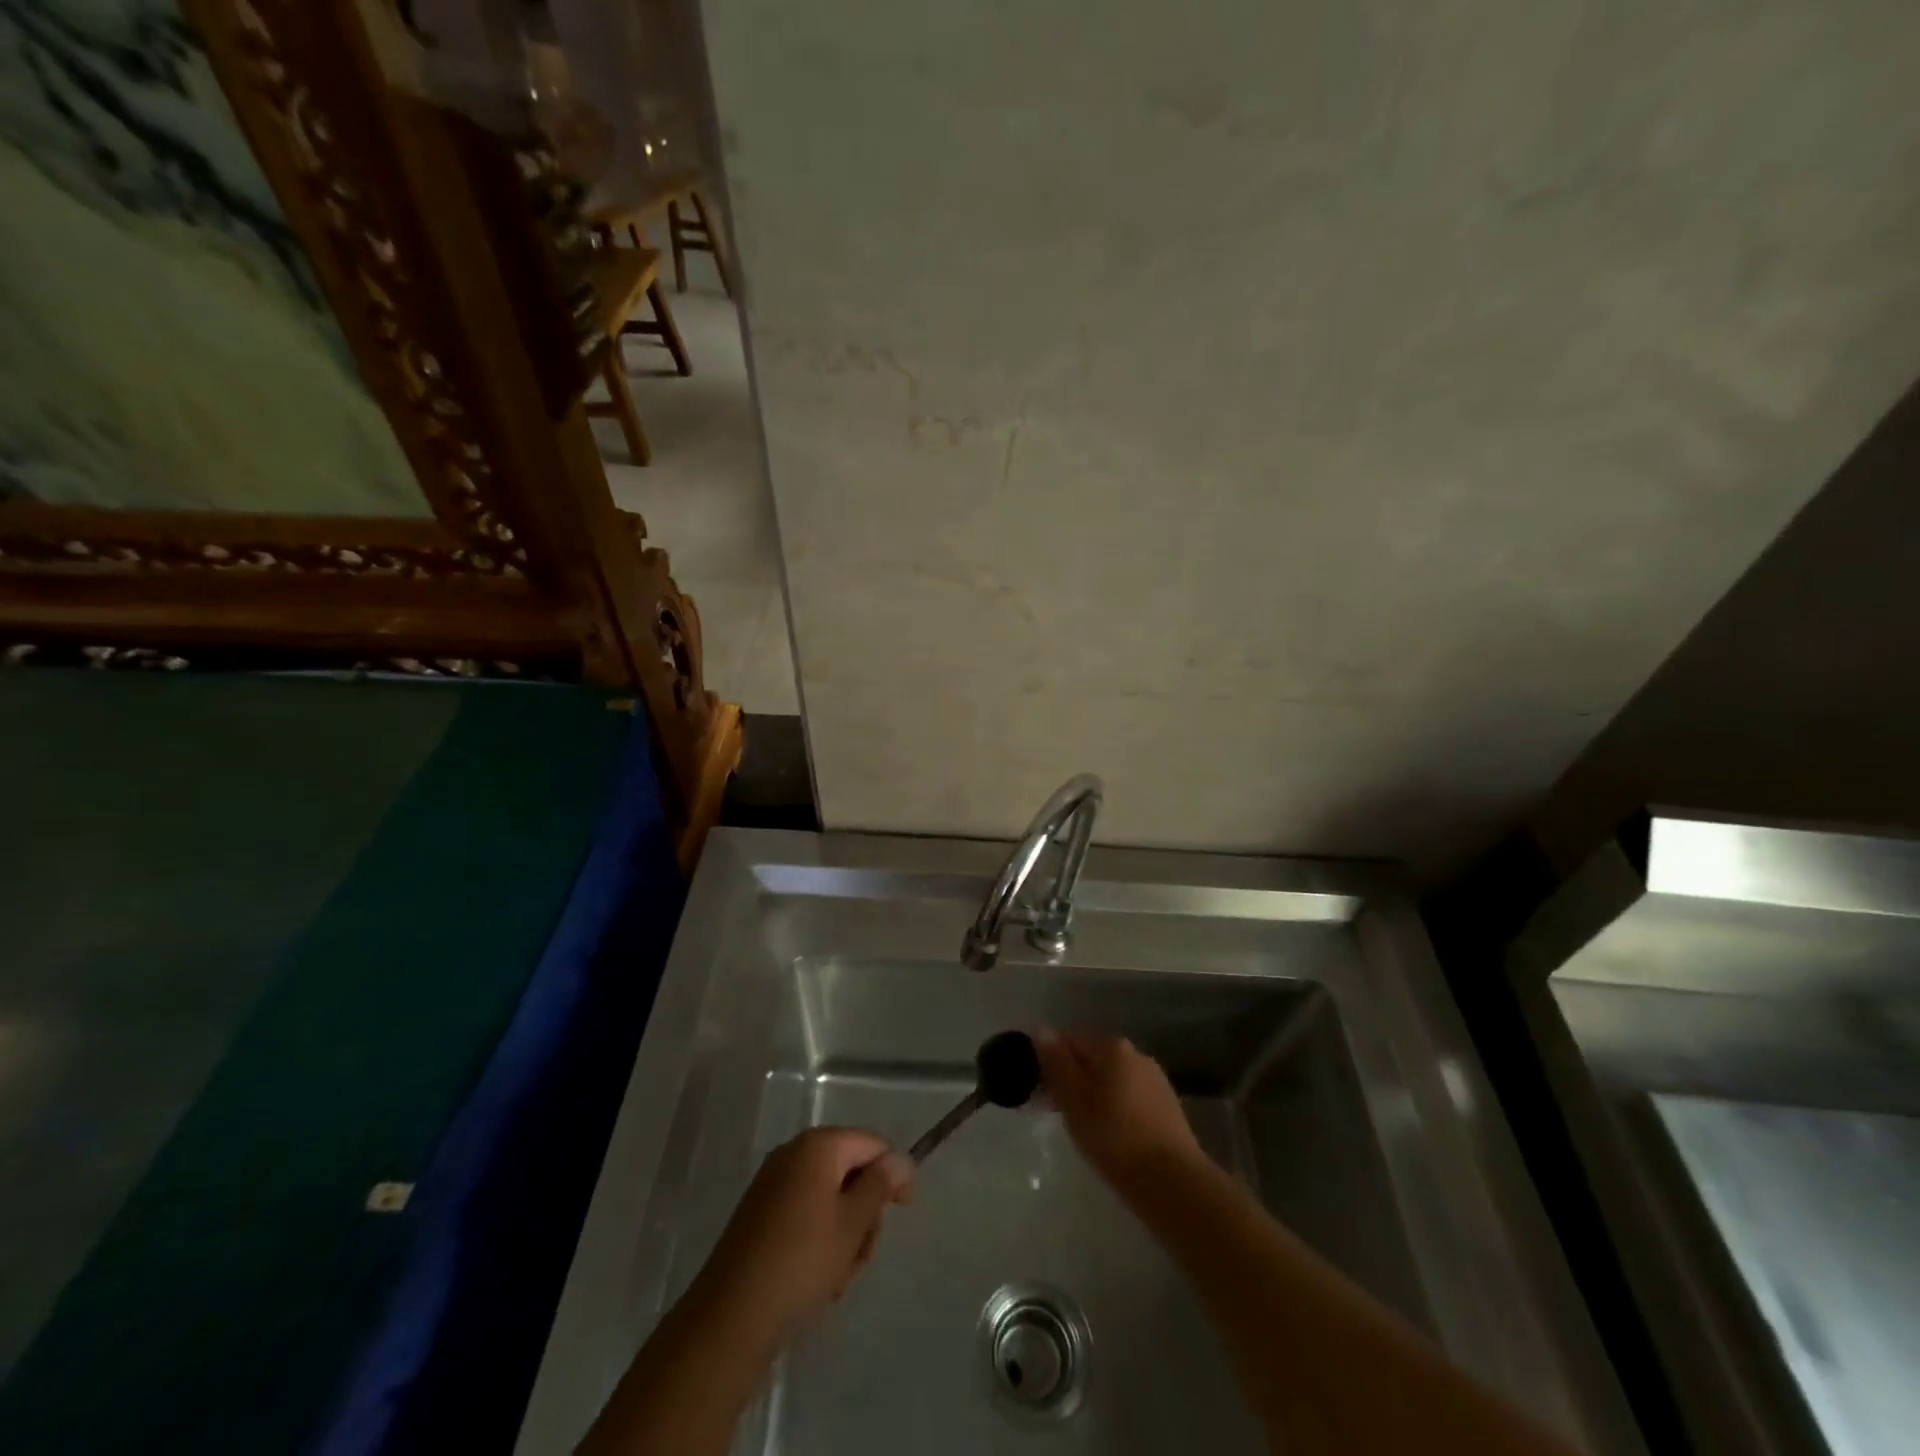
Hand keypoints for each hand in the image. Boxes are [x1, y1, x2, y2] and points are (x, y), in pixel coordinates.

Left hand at [693, 1128, 913, 1344]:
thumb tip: (899, 1159)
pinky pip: (806, 1215)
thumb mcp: (853, 1223)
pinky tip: (820, 1281)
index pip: (872, 1143)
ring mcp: (774, 1184)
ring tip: (840, 1278)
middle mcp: (794, 1154)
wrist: (732, 1315)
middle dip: (865, 1213)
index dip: (894, 1173)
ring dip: (845, 1235)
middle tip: (864, 1255)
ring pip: (830, 1199)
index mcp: (818, 1146)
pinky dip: (821, 1241)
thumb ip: (880, 1185)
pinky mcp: (761, 1214)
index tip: (905, 1210)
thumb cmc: (802, 1260)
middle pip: (850, 1171)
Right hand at [1036, 1031, 1206, 1194]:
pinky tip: (1110, 1136)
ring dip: (1093, 1095)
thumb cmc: (1114, 1136)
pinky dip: (1115, 1110)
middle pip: (1092, 1059)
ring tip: (1082, 1129)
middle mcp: (1136, 1054)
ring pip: (1111, 1080)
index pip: (1069, 1041)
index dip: (1049, 1063)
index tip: (1038, 1092)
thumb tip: (1040, 1029)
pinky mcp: (1167, 1107)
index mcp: (1112, 1046)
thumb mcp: (1074, 1099)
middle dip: (1072, 1080)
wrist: (1172, 1182)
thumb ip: (1056, 1063)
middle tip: (1055, 1113)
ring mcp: (1155, 1080)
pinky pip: (1129, 1098)